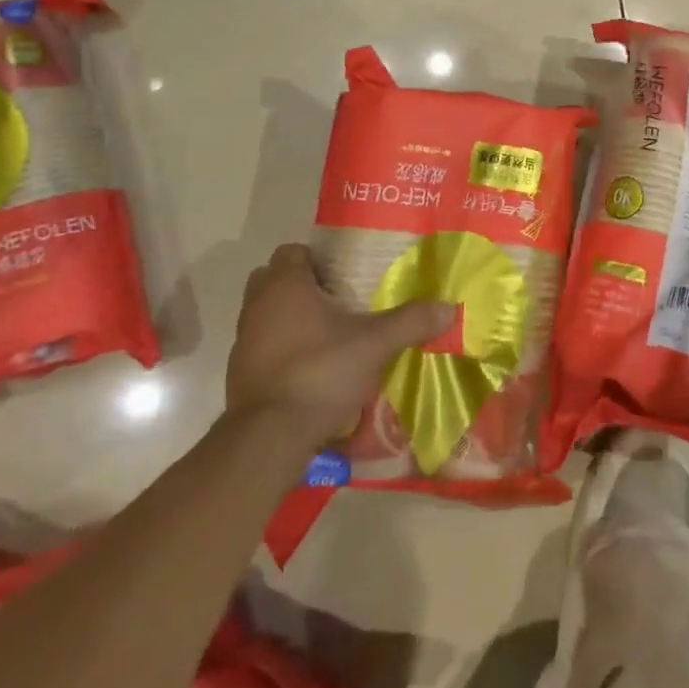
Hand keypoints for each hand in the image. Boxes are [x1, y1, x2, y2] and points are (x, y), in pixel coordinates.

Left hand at [226, 243, 453, 451]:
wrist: (269, 436)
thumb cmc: (320, 372)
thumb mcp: (374, 344)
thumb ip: (410, 322)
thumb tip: (448, 308)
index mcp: (284, 285)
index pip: (292, 251)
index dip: (317, 258)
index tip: (344, 274)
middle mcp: (257, 305)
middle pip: (274, 279)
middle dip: (302, 286)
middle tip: (338, 300)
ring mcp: (243, 340)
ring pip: (266, 314)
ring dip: (290, 318)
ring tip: (329, 334)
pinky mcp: (240, 373)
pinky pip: (263, 346)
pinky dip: (283, 349)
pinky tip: (312, 367)